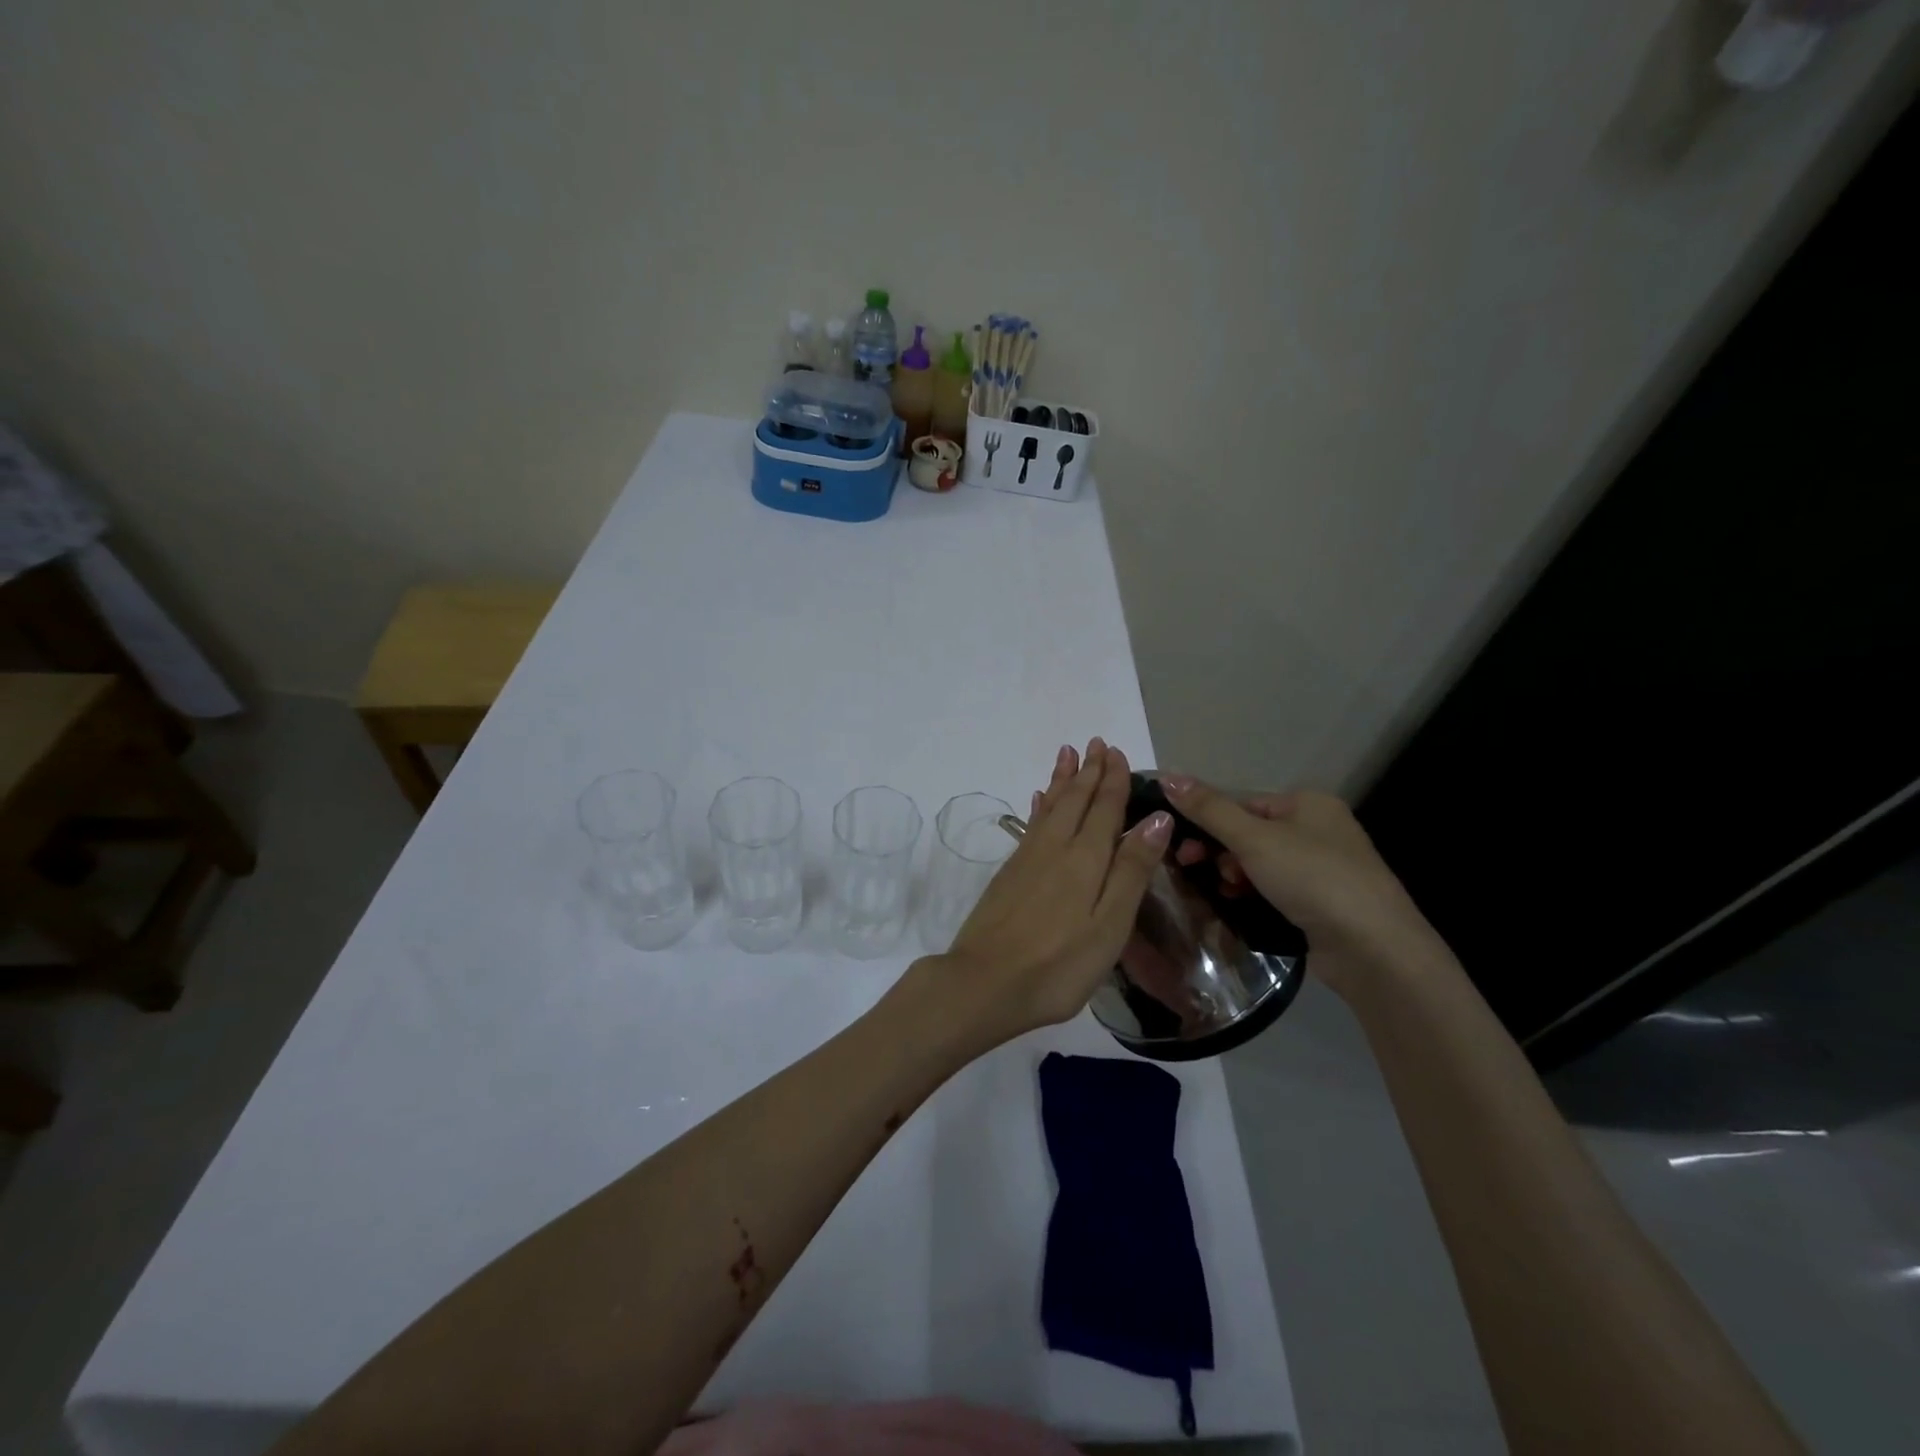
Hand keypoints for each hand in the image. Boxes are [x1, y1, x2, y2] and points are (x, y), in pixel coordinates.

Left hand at [916, 739, 1171, 1047]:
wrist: (984, 983)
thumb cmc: (1058, 964)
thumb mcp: (1110, 925)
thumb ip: (1132, 870)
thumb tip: (1157, 818)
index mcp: (1085, 859)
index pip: (1104, 808)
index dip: (1112, 779)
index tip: (1116, 752)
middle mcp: (1054, 848)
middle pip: (1075, 800)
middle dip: (1088, 771)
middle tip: (1096, 742)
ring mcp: (1027, 859)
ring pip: (1049, 807)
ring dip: (1061, 780)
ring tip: (1067, 753)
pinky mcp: (1008, 874)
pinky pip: (1030, 825)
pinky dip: (1039, 807)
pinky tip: (1038, 801)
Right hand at [1158, 776, 1439, 996]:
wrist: (1373, 948)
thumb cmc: (1313, 878)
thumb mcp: (1253, 838)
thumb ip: (1208, 809)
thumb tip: (1166, 775)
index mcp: (1308, 803)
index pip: (1243, 803)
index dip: (1208, 822)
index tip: (1182, 848)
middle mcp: (1319, 829)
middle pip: (1250, 832)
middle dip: (1221, 852)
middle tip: (1195, 869)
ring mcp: (1325, 868)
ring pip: (1261, 863)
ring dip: (1235, 875)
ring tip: (1227, 892)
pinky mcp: (1324, 903)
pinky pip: (1276, 889)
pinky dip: (1254, 894)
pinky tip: (1241, 905)